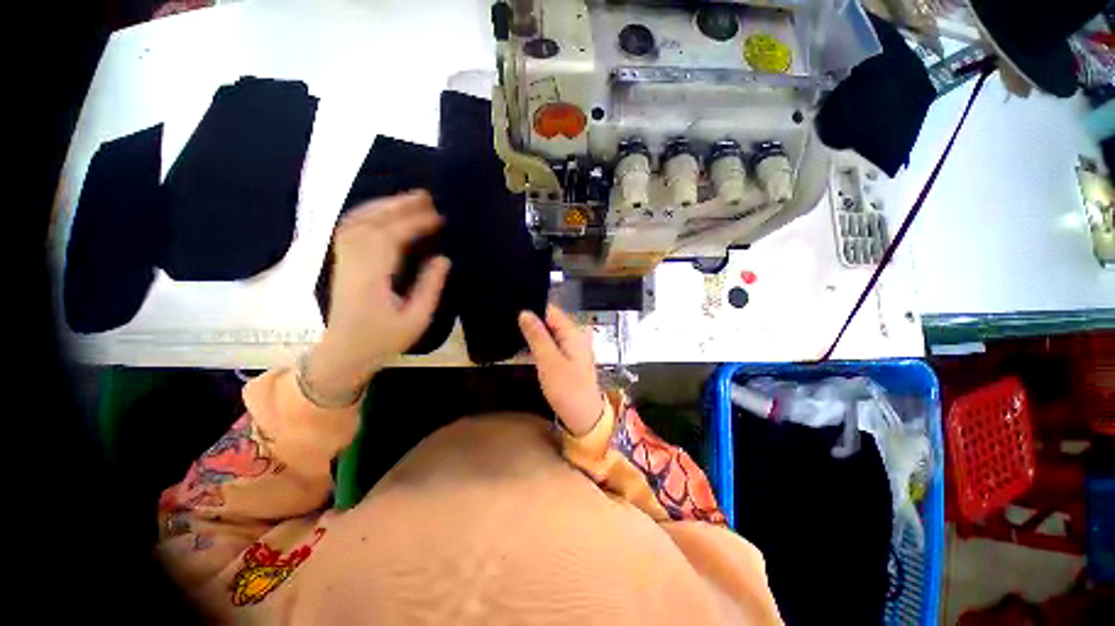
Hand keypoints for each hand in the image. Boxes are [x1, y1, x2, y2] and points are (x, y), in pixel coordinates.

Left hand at [308, 192, 449, 398]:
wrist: (343, 352)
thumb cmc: (383, 339)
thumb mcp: (416, 320)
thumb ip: (430, 288)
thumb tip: (443, 258)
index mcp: (372, 279)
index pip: (391, 239)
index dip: (415, 224)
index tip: (439, 218)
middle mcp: (353, 263)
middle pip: (373, 223)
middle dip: (400, 206)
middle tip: (427, 196)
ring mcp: (343, 260)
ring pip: (358, 222)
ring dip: (384, 205)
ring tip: (410, 198)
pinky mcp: (342, 261)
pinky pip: (351, 228)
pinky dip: (368, 213)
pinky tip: (384, 211)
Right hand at [518, 304, 604, 435]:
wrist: (584, 417)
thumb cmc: (567, 389)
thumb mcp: (549, 361)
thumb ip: (537, 336)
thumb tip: (524, 312)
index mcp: (572, 332)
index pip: (551, 310)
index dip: (532, 308)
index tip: (511, 309)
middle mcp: (574, 335)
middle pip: (550, 320)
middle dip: (531, 321)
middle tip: (506, 322)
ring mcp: (572, 348)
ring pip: (549, 333)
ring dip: (533, 333)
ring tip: (510, 333)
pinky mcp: (568, 359)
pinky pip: (551, 345)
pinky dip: (539, 345)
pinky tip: (523, 348)